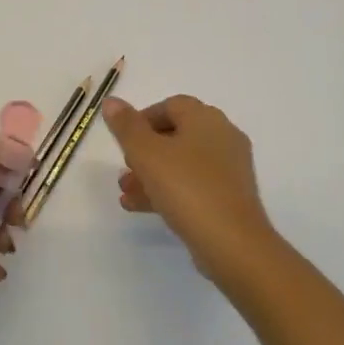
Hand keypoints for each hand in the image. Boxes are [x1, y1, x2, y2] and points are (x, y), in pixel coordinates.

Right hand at [103, 95, 280, 285]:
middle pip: (176, 135)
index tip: (123, 139)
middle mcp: (222, 137)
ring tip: (125, 192)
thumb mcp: (147, 154)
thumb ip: (126, 126)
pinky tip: (140, 207)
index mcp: (206, 119)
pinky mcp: (230, 197)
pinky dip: (168, 191)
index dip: (143, 118)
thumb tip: (111, 101)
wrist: (232, 243)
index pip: (171, 105)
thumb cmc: (187, 188)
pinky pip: (193, 185)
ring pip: (182, 163)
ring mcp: (229, 169)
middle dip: (144, 151)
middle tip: (124, 168)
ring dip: (151, 174)